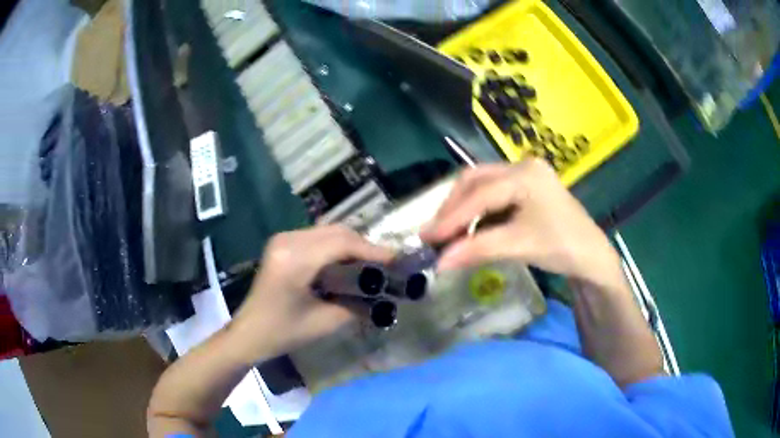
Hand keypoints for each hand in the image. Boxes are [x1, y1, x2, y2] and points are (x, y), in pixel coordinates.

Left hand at [232, 226, 394, 358]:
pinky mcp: (282, 243)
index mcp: (294, 260)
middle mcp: (287, 241)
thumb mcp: (324, 323)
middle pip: (336, 231)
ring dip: (351, 244)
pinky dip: (336, 245)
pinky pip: (317, 237)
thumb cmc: (283, 332)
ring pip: (328, 231)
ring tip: (371, 263)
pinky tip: (347, 261)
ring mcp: (282, 239)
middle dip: (364, 245)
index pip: (341, 244)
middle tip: (386, 263)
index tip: (396, 259)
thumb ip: (357, 306)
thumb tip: (383, 295)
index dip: (372, 249)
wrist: (249, 332)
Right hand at [421, 159, 622, 288]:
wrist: (591, 257)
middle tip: (435, 233)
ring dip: (463, 208)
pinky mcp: (526, 187)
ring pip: (482, 185)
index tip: (427, 238)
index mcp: (526, 175)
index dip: (451, 217)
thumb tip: (438, 263)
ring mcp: (525, 174)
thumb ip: (477, 250)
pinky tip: (470, 229)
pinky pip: (492, 194)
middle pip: (475, 180)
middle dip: (453, 207)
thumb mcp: (518, 246)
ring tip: (448, 234)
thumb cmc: (562, 247)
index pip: (480, 194)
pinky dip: (477, 211)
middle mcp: (523, 166)